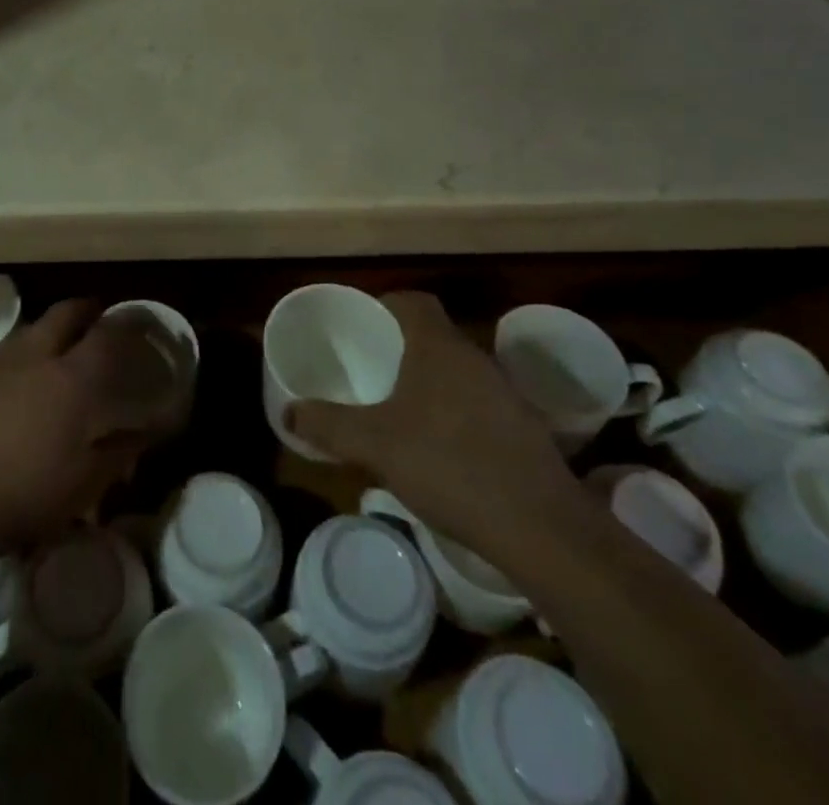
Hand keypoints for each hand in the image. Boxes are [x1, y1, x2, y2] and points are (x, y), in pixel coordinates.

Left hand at [0, 299, 156, 554]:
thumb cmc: (25, 492)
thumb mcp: (84, 482)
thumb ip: (118, 452)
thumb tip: (145, 434)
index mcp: (71, 377)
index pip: (107, 334)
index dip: (126, 323)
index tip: (139, 320)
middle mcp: (36, 357)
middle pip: (64, 314)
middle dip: (84, 309)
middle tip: (97, 316)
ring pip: (31, 328)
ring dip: (50, 328)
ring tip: (60, 346)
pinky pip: (5, 352)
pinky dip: (22, 353)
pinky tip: (21, 378)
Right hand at [288, 291, 587, 567]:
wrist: (540, 526)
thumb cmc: (448, 464)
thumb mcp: (374, 445)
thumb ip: (328, 425)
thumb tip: (289, 412)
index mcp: (438, 347)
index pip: (413, 301)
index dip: (386, 305)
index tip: (364, 326)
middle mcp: (475, 358)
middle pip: (435, 336)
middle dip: (404, 349)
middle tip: (374, 371)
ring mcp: (506, 394)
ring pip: (459, 372)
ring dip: (433, 383)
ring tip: (403, 412)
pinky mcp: (527, 429)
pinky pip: (481, 405)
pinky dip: (459, 415)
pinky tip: (444, 451)